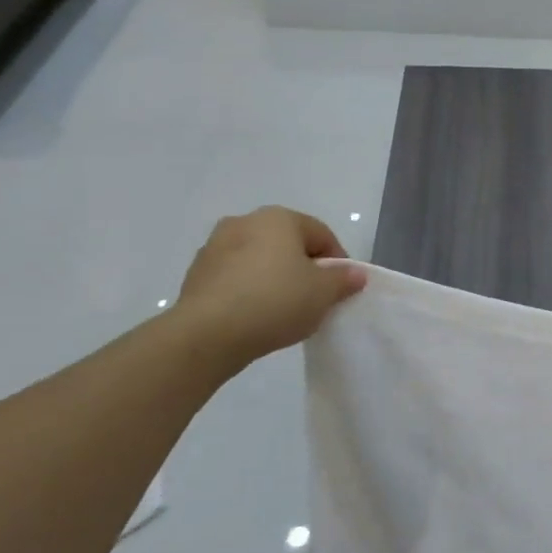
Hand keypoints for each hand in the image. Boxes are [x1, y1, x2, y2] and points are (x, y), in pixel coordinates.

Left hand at [175, 207, 366, 362]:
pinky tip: (254, 316)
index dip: (338, 262)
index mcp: (279, 218)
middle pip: (288, 243)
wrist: (207, 334)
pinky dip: (248, 289)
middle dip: (303, 268)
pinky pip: (235, 277)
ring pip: (259, 259)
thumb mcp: (323, 293)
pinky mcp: (197, 273)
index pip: (321, 234)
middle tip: (314, 299)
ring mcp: (215, 246)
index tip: (340, 290)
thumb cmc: (275, 302)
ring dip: (274, 277)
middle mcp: (245, 221)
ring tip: (282, 311)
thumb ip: (343, 280)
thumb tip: (355, 273)